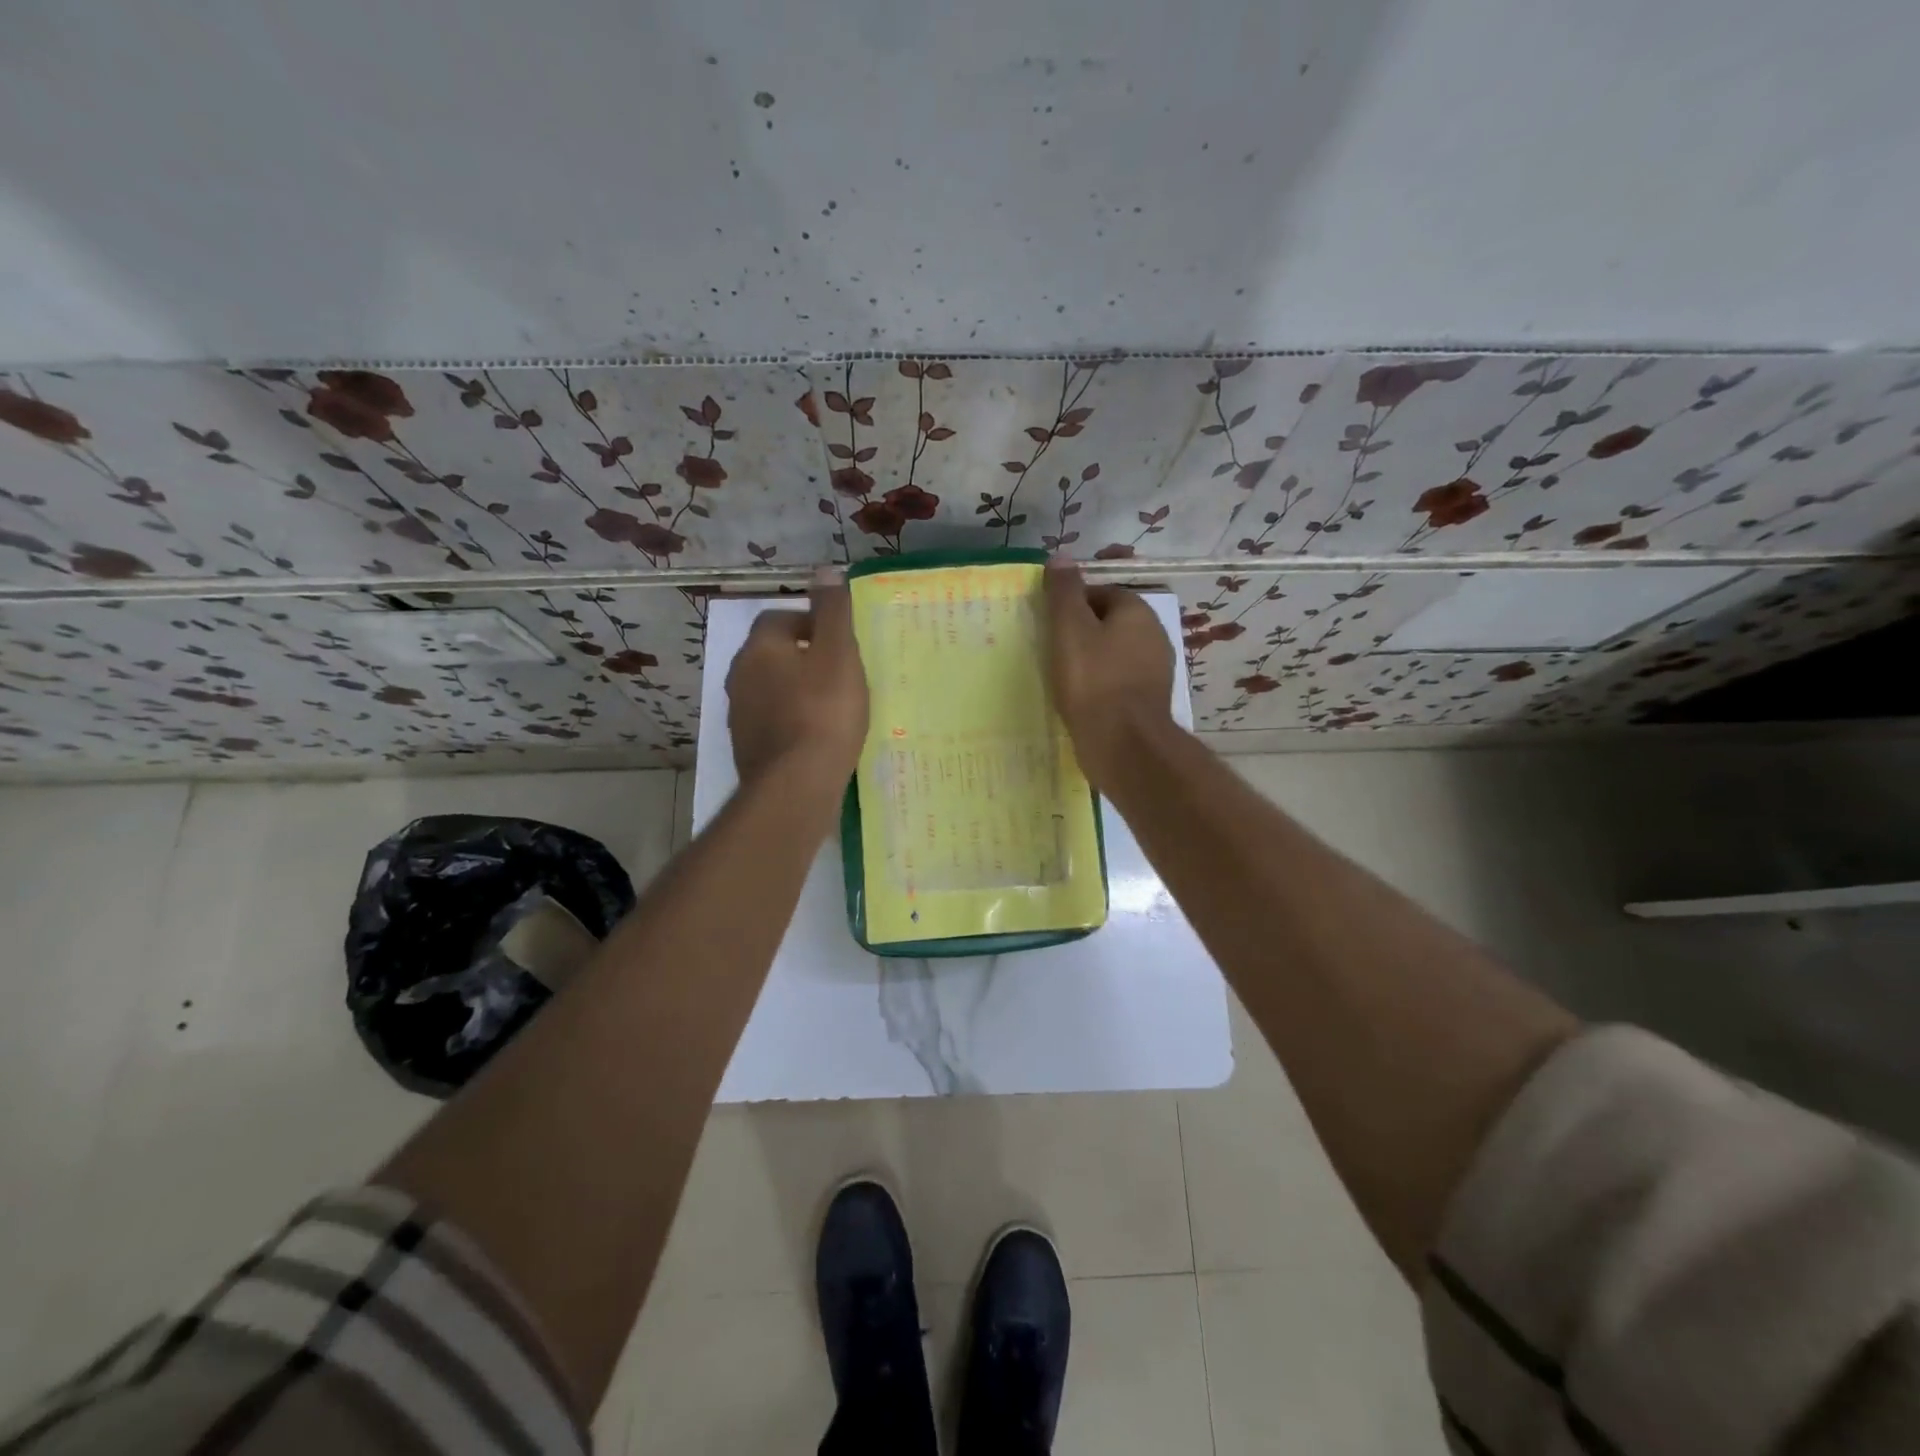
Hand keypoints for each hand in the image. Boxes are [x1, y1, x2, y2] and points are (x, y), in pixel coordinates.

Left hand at [727, 569, 869, 786]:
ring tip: (832, 706)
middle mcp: (739, 676)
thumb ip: (832, 611)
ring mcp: (739, 714)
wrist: (797, 785)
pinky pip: (772, 720)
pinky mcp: (747, 747)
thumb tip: (825, 569)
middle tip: (840, 674)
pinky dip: (791, 720)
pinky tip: (816, 737)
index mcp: (759, 648)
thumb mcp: (839, 654)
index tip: (839, 643)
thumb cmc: (824, 712)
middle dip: (803, 657)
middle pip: (773, 654)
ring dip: (796, 690)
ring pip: (770, 689)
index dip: (811, 624)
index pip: (780, 618)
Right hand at [1042, 558, 1175, 788]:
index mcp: (1137, 611)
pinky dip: (1099, 686)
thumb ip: (1064, 592)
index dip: (1070, 605)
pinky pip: (1117, 682)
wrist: (1124, 744)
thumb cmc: (1093, 681)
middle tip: (1050, 650)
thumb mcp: (1070, 629)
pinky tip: (1079, 700)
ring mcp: (1155, 670)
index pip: (1099, 593)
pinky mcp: (1148, 701)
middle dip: (1080, 634)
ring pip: (1113, 655)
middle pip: (1107, 623)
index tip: (1048, 625)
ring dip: (1089, 662)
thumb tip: (1060, 557)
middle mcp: (1154, 635)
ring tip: (1061, 677)